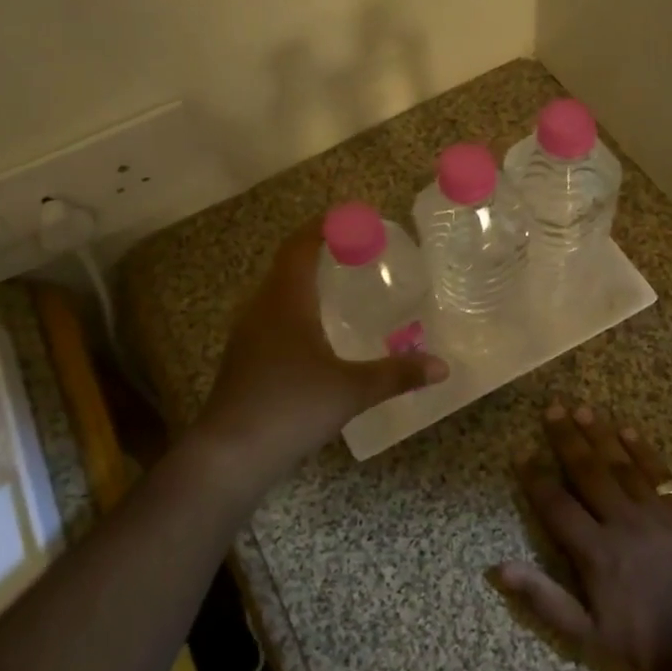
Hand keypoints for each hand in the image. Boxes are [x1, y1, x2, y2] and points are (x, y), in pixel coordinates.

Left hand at [193, 216, 448, 482]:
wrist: (230, 453)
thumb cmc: (290, 408)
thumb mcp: (351, 390)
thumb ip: (396, 375)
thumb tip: (441, 367)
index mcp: (285, 301)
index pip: (300, 246)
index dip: (323, 226)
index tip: (351, 217)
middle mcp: (261, 308)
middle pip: (287, 265)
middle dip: (318, 251)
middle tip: (355, 250)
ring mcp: (247, 334)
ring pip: (277, 292)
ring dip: (305, 281)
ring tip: (340, 285)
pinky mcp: (243, 358)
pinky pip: (272, 316)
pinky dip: (296, 308)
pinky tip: (316, 332)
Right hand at [494, 402, 671, 670]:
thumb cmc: (646, 643)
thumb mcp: (587, 635)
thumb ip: (543, 599)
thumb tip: (498, 569)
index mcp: (595, 551)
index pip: (556, 505)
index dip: (536, 479)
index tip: (521, 453)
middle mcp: (621, 522)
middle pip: (588, 472)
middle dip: (567, 439)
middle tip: (552, 408)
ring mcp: (655, 514)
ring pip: (621, 465)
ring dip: (600, 435)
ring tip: (583, 409)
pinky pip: (659, 474)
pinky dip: (643, 451)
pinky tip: (629, 431)